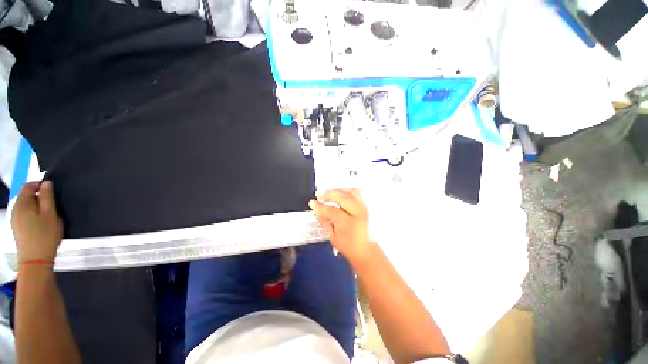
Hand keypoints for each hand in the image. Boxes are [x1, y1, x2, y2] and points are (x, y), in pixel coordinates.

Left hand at [11, 181, 63, 262]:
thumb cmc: (45, 235)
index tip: (52, 190)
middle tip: (53, 205)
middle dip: (39, 197)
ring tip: (49, 215)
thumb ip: (47, 197)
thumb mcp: (50, 214)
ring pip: (26, 206)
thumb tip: (46, 183)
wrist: (35, 260)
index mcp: (22, 203)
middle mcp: (16, 209)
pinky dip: (34, 215)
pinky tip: (41, 223)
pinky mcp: (18, 228)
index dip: (39, 184)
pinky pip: (25, 215)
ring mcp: (15, 220)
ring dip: (37, 207)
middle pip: (26, 196)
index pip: (28, 185)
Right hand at [309, 189, 375, 265]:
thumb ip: (325, 221)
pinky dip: (347, 191)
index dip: (320, 206)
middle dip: (330, 193)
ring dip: (339, 190)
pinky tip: (340, 193)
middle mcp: (359, 214)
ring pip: (351, 192)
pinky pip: (357, 194)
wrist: (367, 250)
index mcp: (349, 224)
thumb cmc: (349, 247)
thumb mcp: (333, 237)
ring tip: (330, 193)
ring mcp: (365, 209)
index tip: (312, 203)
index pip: (332, 211)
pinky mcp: (367, 207)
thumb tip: (318, 209)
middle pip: (343, 197)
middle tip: (320, 195)